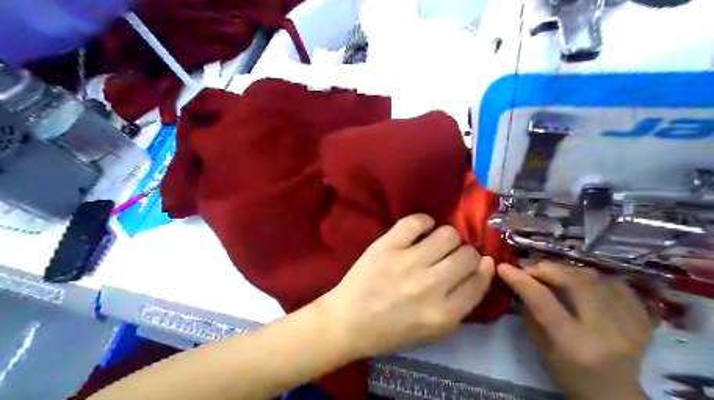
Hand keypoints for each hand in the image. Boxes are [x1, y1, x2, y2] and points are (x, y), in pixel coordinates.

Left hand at [321, 215, 494, 357]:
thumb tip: (480, 269)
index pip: (478, 281)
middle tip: (451, 256)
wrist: (348, 321)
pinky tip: (419, 230)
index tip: (480, 262)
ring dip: (446, 237)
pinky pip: (416, 221)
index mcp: (443, 314)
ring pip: (447, 234)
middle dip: (465, 254)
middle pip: (467, 255)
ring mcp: (407, 263)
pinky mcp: (387, 246)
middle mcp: (430, 286)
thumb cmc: (390, 331)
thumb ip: (459, 305)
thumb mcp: (432, 331)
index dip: (483, 268)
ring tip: (434, 243)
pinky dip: (423, 222)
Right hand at [498, 263, 650, 399]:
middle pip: (577, 284)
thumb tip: (522, 287)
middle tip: (533, 268)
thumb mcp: (543, 352)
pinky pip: (621, 288)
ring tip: (557, 272)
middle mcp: (605, 332)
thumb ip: (531, 318)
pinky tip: (586, 281)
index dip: (521, 281)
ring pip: (600, 281)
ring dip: (572, 271)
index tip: (504, 267)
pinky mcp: (644, 323)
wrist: (616, 397)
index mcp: (574, 344)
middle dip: (550, 269)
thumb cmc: (571, 378)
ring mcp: (630, 326)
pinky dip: (599, 279)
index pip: (544, 302)